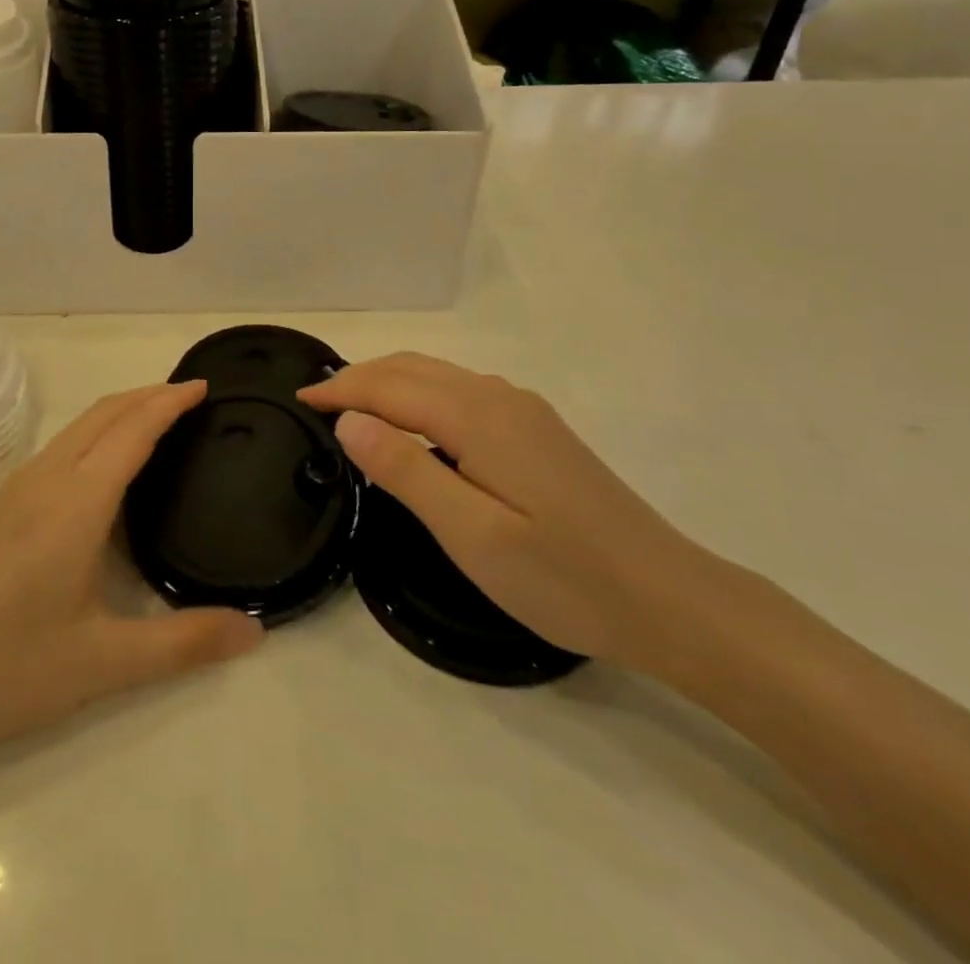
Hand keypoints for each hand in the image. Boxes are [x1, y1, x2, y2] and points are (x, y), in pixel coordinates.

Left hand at [0, 382, 263, 771]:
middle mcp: (45, 480)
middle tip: (190, 397)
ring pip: (76, 428)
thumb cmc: (7, 669)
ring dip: (118, 411)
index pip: (133, 430)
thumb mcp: (104, 663)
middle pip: (102, 414)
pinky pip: (58, 448)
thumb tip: (255, 631)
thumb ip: (184, 644)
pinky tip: (101, 469)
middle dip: (147, 395)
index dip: (170, 402)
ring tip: (155, 422)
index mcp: (77, 502)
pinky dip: (94, 434)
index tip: (204, 386)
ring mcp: (14, 490)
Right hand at [301, 354, 724, 673]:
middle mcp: (499, 398)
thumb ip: (406, 470)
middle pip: (413, 368)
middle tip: (317, 403)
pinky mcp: (538, 430)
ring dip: (390, 382)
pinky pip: (462, 392)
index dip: (341, 390)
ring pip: (439, 376)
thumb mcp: (471, 533)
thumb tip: (350, 420)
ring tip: (354, 409)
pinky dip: (421, 395)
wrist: (670, 600)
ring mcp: (523, 411)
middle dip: (361, 378)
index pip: (390, 386)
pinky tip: (415, 426)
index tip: (299, 400)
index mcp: (477, 417)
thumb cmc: (563, 577)